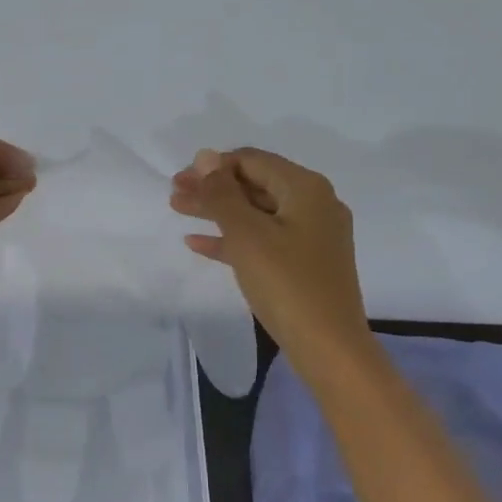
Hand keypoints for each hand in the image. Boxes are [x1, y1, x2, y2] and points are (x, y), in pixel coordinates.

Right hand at [170, 147, 370, 371]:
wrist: (328, 346)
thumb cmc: (287, 283)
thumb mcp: (247, 235)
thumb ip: (222, 194)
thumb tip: (205, 156)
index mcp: (306, 188)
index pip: (253, 161)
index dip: (213, 166)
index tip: (179, 179)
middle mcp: (314, 204)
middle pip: (254, 185)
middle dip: (213, 188)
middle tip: (174, 195)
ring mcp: (311, 236)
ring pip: (256, 213)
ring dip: (218, 212)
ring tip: (179, 211)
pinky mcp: (305, 263)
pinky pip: (263, 240)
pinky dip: (233, 239)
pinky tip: (199, 244)